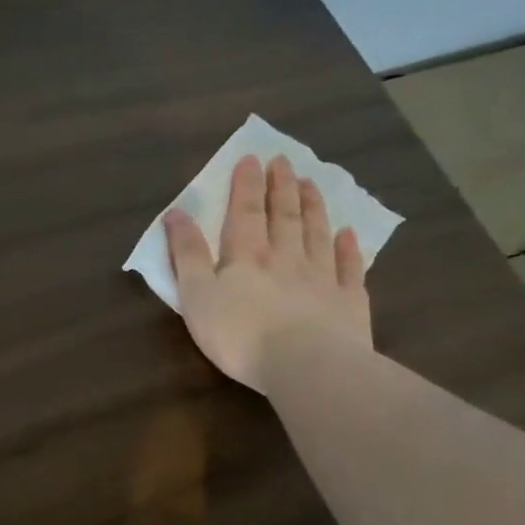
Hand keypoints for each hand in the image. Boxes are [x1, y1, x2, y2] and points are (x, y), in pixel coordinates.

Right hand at [163, 154, 372, 391]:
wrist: (306, 366)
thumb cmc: (239, 334)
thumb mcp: (196, 294)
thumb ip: (186, 254)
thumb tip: (175, 213)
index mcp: (246, 256)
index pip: (245, 211)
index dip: (246, 185)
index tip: (251, 158)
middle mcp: (286, 257)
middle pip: (284, 215)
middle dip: (281, 187)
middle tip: (284, 161)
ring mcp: (321, 277)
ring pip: (316, 233)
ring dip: (312, 207)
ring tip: (311, 184)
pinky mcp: (348, 301)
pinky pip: (349, 267)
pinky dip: (348, 248)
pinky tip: (348, 234)